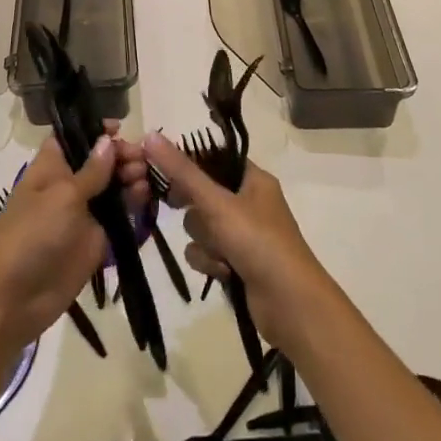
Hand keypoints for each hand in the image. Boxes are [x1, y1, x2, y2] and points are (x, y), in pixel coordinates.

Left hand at [0, 123, 150, 352]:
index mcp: (51, 167)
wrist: (16, 298)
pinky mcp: (97, 238)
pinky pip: (120, 215)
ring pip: (113, 186)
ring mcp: (84, 212)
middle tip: (142, 158)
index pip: (73, 138)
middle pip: (99, 160)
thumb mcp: (63, 196)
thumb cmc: (32, 234)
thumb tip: (108, 140)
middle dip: (121, 154)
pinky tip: (145, 197)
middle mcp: (68, 185)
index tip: (120, 127)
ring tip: (144, 177)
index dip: (95, 130)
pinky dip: (134, 204)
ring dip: (131, 177)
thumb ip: (91, 170)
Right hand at [143, 133, 332, 352]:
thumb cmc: (258, 242)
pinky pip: (206, 252)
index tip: (164, 173)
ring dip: (204, 241)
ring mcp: (243, 234)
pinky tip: (223, 272)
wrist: (290, 304)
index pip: (212, 159)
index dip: (188, 164)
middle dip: (195, 211)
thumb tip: (150, 135)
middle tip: (179, 208)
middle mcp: (248, 202)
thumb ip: (182, 172)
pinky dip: (210, 262)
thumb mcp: (217, 203)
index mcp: (253, 179)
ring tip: (221, 253)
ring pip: (201, 226)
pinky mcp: (236, 262)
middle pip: (201, 194)